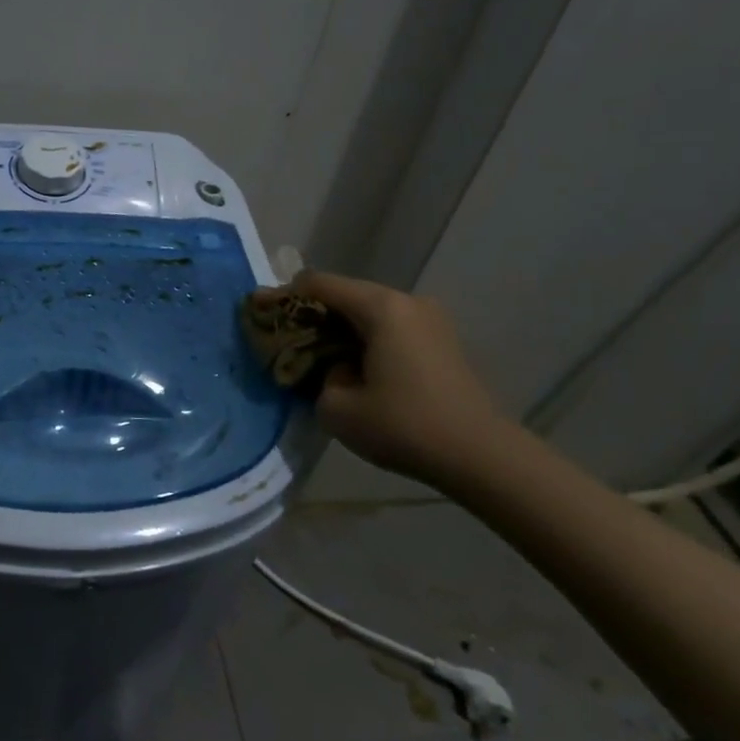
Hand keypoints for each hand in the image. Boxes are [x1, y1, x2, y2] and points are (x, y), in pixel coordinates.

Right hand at [293, 270, 512, 488]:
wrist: (480, 456)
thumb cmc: (404, 426)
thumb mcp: (337, 408)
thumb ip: (320, 377)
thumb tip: (335, 369)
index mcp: (381, 308)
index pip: (318, 284)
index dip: (283, 296)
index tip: (259, 312)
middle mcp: (407, 302)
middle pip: (345, 295)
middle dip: (311, 314)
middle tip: (282, 337)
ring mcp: (430, 320)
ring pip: (369, 313)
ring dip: (339, 329)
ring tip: (315, 356)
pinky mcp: (441, 341)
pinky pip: (390, 328)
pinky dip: (364, 340)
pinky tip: (353, 367)